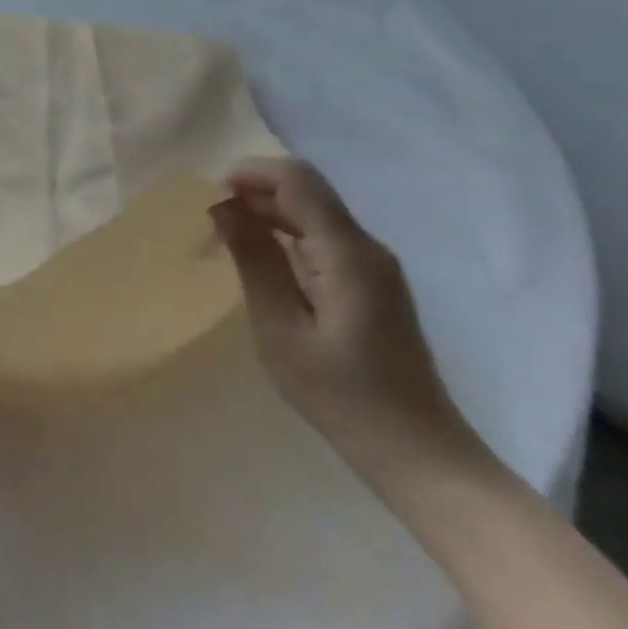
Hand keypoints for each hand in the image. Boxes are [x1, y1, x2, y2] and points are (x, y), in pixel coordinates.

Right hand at [212, 157, 487, 486]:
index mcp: (348, 254)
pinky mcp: (371, 283)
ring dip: (266, 211)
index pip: (298, 180)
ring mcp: (373, 266)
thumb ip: (254, 261)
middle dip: (253, 190)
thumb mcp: (280, 329)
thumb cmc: (341, 395)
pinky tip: (260, 259)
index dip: (250, 173)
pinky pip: (322, 237)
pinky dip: (284, 233)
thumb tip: (224, 207)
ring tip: (225, 236)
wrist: (418, 455)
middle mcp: (366, 247)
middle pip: (306, 190)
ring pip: (313, 211)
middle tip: (209, 217)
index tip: (209, 195)